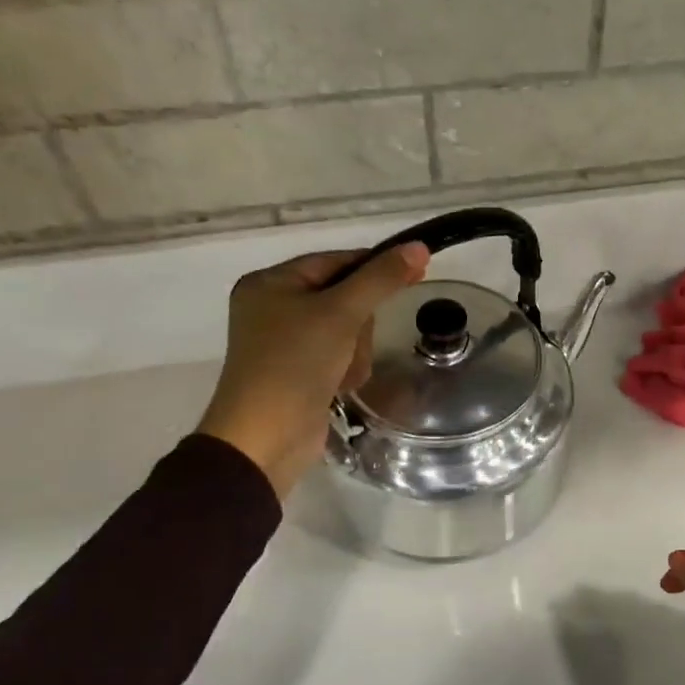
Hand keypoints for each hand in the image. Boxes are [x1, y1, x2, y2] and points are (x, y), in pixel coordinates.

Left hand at [196, 243, 429, 498]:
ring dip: (355, 352)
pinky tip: (339, 387)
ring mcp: (286, 344)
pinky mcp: (299, 374)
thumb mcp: (340, 313)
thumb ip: (381, 279)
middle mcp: (274, 308)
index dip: (374, 267)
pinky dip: (346, 371)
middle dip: (358, 325)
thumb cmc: (295, 363)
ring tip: (343, 373)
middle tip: (352, 342)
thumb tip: (419, 247)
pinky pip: (338, 357)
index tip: (415, 273)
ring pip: (347, 331)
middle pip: (344, 298)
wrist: (266, 438)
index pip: (335, 261)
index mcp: (271, 283)